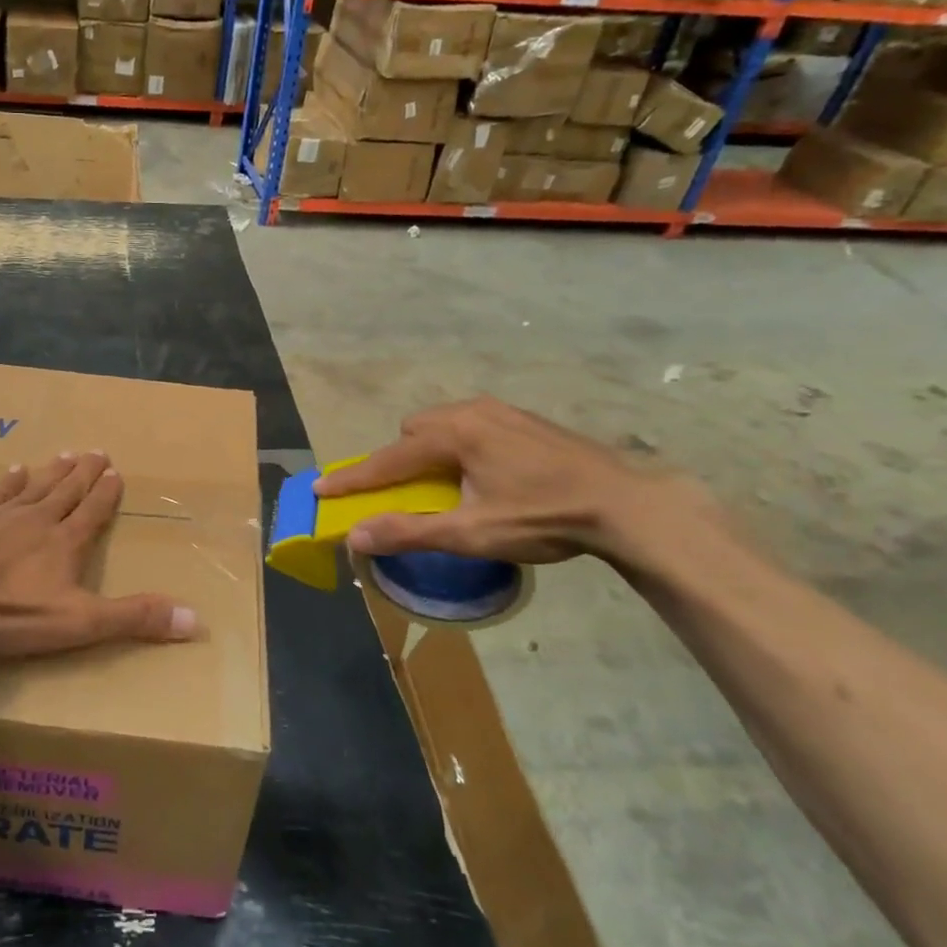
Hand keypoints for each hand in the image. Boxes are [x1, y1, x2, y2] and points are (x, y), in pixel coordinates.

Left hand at [0, 453, 198, 657]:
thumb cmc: (10, 611)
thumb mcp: (79, 622)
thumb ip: (133, 619)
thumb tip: (195, 620)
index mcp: (65, 543)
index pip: (92, 512)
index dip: (106, 494)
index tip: (117, 472)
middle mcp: (37, 520)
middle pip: (67, 492)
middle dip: (85, 473)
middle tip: (97, 451)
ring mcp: (1, 516)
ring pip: (35, 487)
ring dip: (54, 471)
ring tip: (66, 453)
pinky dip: (9, 482)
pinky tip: (15, 470)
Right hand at [311, 398, 712, 566]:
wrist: (627, 504)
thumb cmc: (544, 517)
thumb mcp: (472, 533)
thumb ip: (410, 532)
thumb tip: (355, 536)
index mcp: (453, 434)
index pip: (387, 459)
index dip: (352, 478)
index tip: (319, 488)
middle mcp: (470, 411)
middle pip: (413, 432)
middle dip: (400, 461)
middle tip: (410, 495)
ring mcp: (500, 410)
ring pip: (443, 425)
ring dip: (431, 452)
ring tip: (449, 486)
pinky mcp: (524, 419)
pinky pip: (470, 425)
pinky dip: (460, 447)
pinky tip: (487, 475)